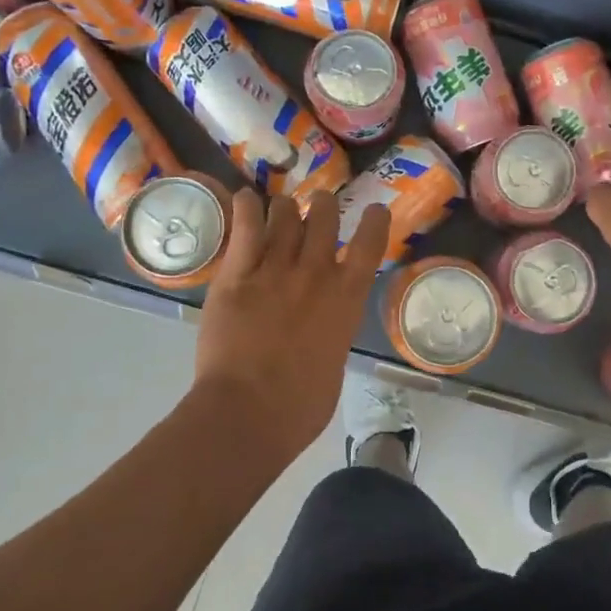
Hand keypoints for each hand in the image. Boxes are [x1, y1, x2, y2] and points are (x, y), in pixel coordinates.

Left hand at [191, 189, 389, 461]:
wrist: (248, 412)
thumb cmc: (301, 405)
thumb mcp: (335, 362)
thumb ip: (333, 331)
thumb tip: (324, 327)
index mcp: (347, 297)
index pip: (370, 242)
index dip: (374, 219)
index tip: (373, 209)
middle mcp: (315, 272)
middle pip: (324, 216)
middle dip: (323, 205)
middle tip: (318, 206)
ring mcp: (274, 269)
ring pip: (284, 215)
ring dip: (285, 208)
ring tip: (280, 208)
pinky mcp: (236, 275)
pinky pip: (245, 228)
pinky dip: (246, 207)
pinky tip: (245, 198)